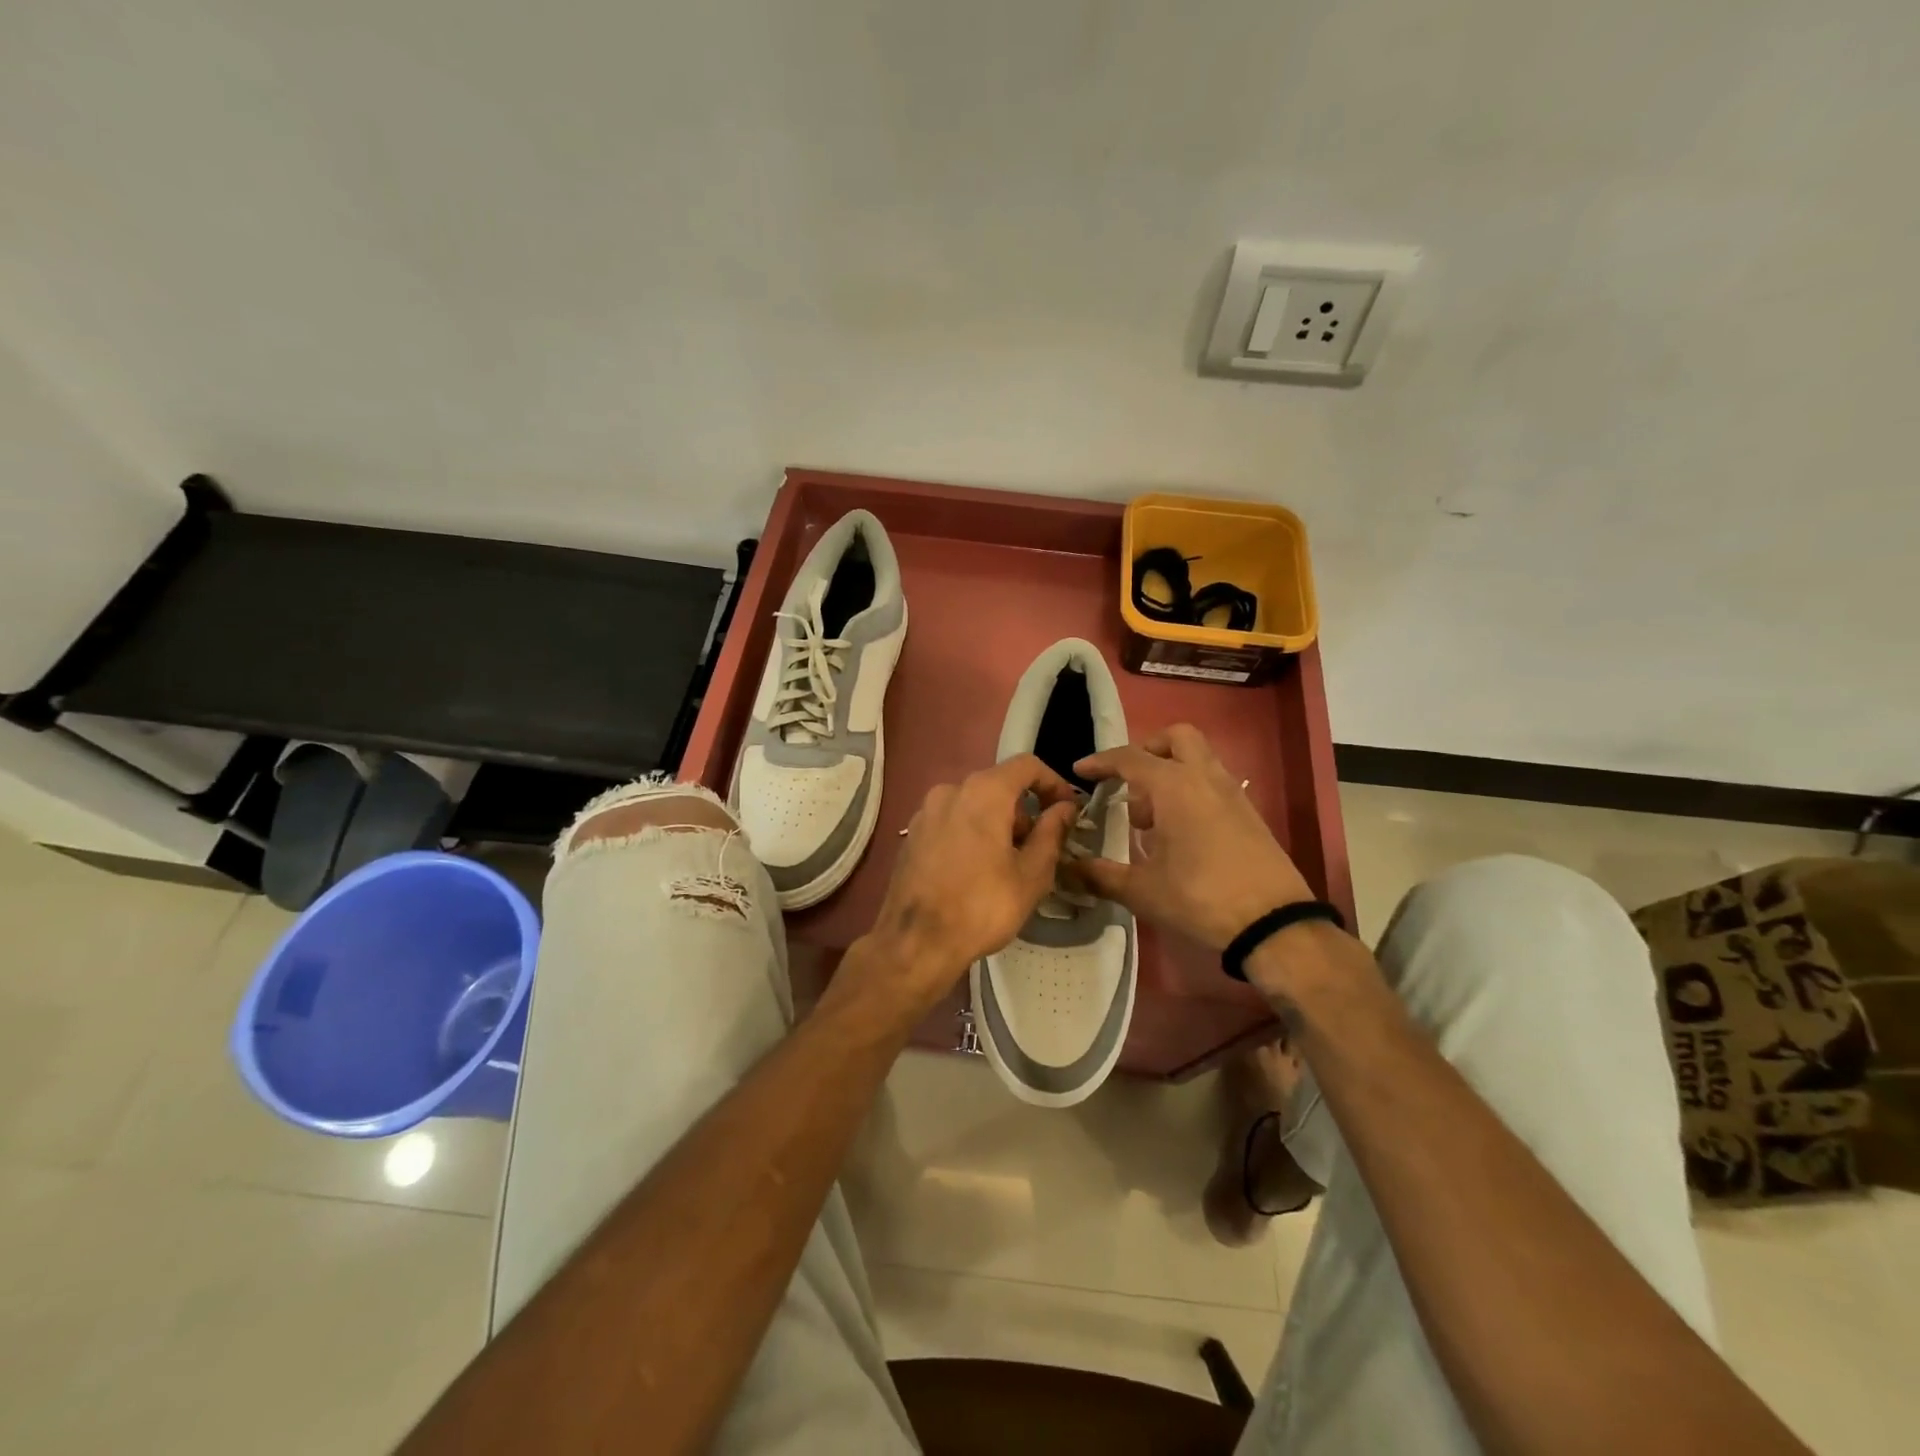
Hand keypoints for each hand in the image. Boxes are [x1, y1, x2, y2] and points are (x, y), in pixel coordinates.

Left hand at [850, 755, 1080, 1016]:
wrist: (916, 943)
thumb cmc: (982, 906)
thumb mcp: (1032, 874)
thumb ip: (1052, 833)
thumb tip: (1064, 808)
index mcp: (983, 792)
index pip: (1027, 766)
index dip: (1053, 782)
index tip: (1068, 810)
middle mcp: (950, 790)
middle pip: (998, 786)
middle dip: (1025, 811)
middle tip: (1040, 848)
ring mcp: (925, 811)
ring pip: (973, 805)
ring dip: (998, 824)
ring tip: (1009, 865)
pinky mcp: (912, 834)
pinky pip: (951, 821)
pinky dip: (971, 833)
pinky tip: (977, 871)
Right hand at [1072, 724, 1313, 950]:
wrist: (1273, 924)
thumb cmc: (1199, 898)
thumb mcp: (1141, 890)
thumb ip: (1101, 875)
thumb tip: (1070, 868)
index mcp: (1174, 786)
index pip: (1129, 758)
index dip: (1101, 762)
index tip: (1080, 771)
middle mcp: (1204, 778)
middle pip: (1175, 738)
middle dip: (1147, 751)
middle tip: (1129, 783)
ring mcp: (1232, 793)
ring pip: (1198, 759)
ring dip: (1170, 772)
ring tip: (1150, 818)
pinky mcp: (1249, 813)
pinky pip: (1212, 784)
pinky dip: (1190, 791)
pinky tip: (1179, 833)